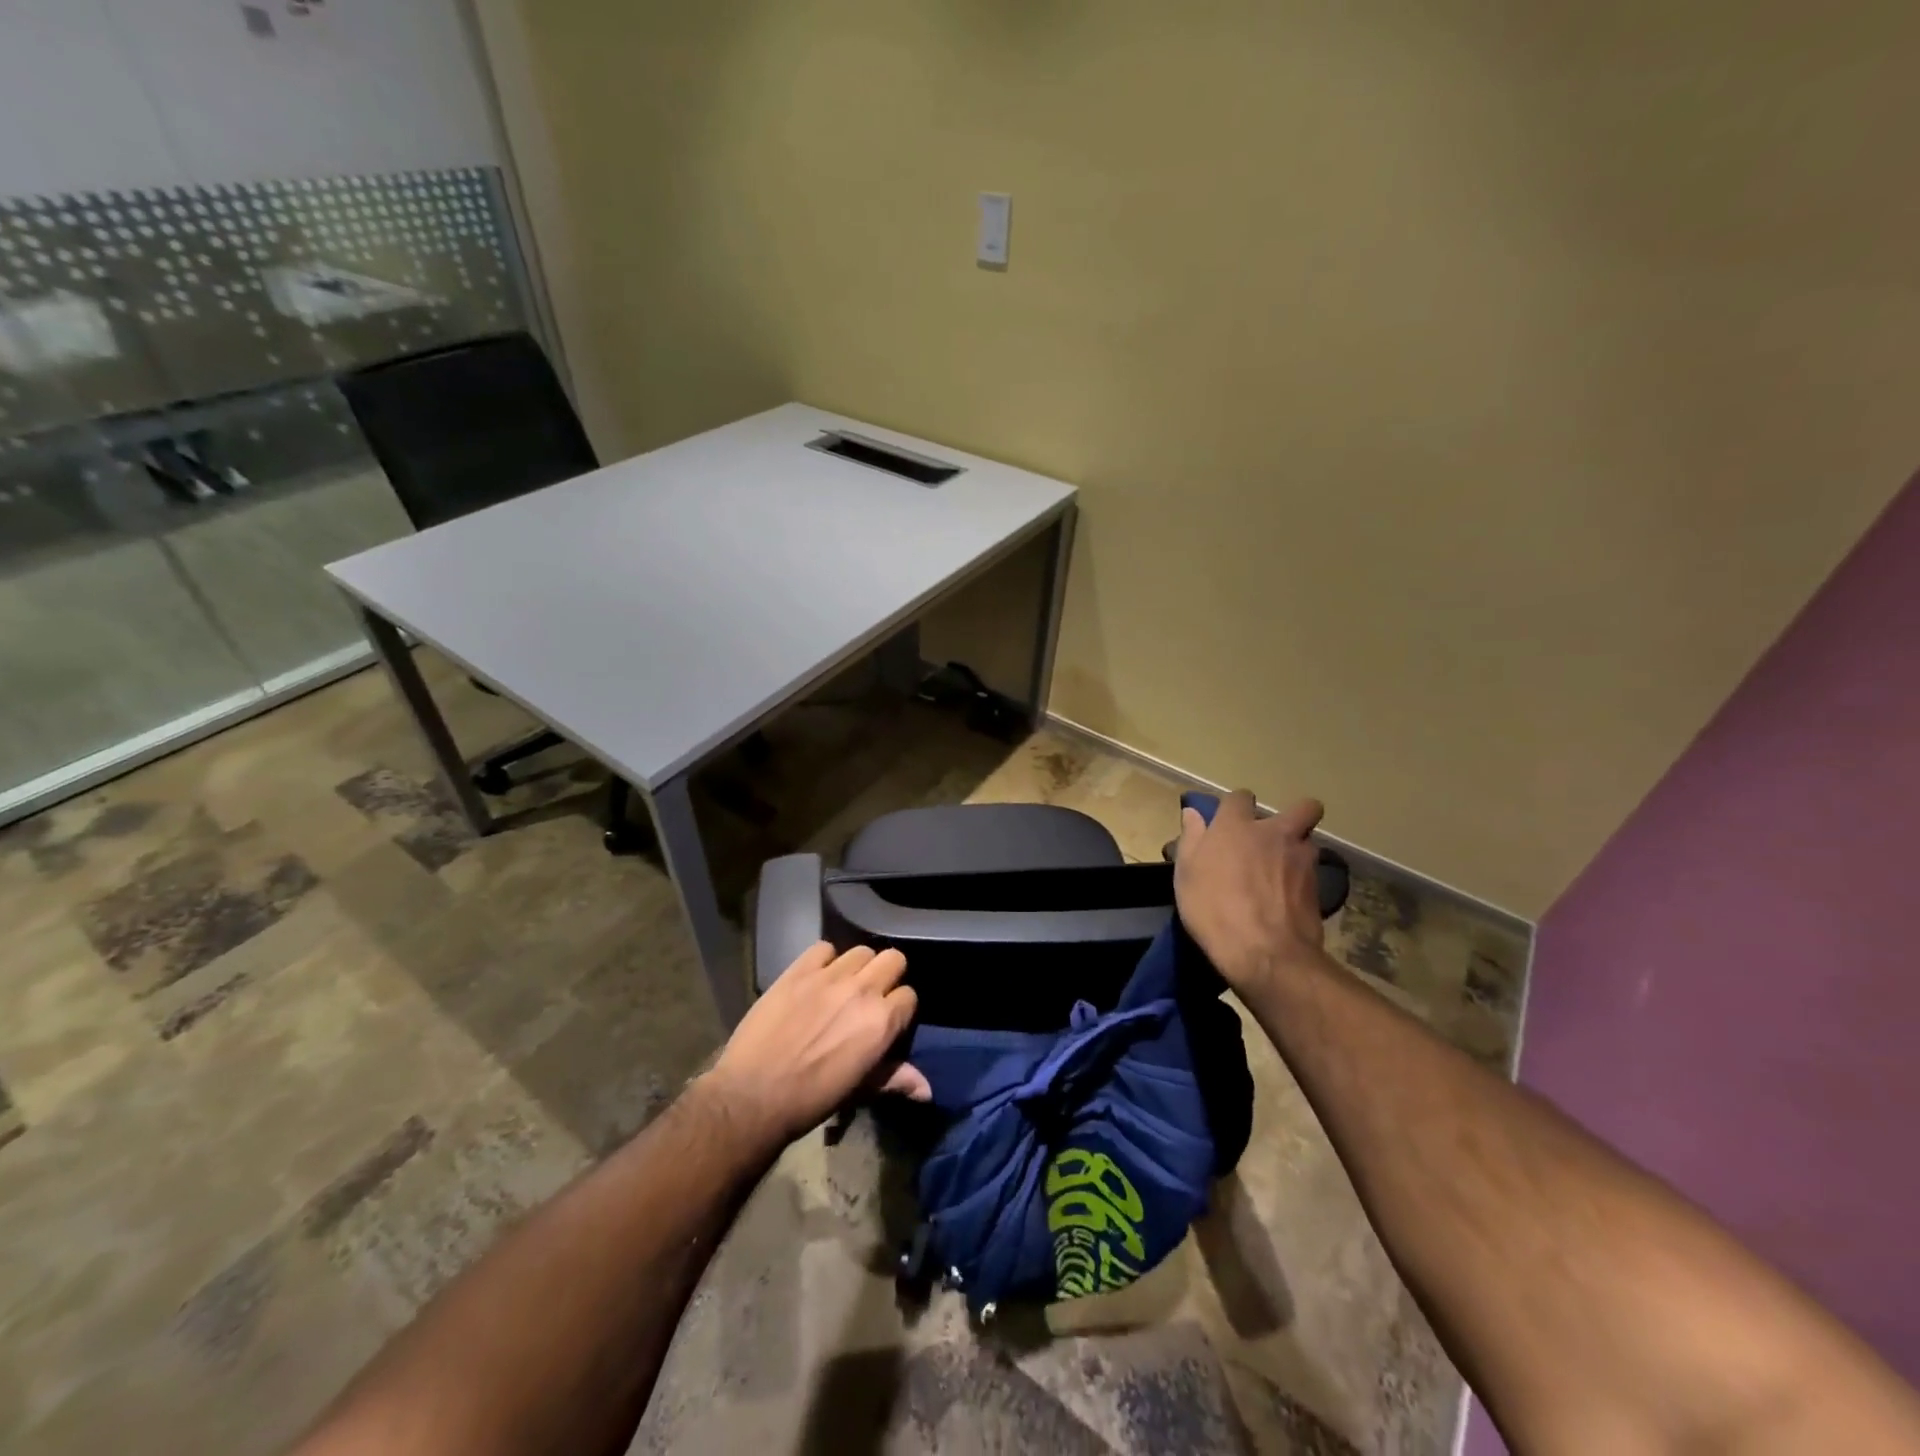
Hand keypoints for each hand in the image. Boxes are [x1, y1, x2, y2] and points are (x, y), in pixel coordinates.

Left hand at [702, 943, 930, 1149]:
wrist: (753, 1096)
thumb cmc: (812, 1099)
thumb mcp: (860, 1091)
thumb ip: (896, 1079)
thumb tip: (927, 1089)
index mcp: (882, 1021)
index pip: (909, 996)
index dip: (900, 1008)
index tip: (888, 1020)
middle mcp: (862, 990)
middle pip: (893, 959)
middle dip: (887, 975)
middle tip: (870, 996)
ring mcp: (829, 976)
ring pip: (861, 951)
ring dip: (857, 967)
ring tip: (843, 986)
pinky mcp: (799, 970)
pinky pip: (823, 948)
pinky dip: (824, 960)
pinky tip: (816, 978)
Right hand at [1174, 791, 1327, 992]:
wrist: (1265, 953)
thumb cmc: (1213, 909)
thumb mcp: (1186, 874)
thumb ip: (1192, 838)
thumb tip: (1193, 813)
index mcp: (1236, 827)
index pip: (1240, 797)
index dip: (1235, 807)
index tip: (1228, 823)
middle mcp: (1275, 834)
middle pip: (1303, 808)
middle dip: (1295, 816)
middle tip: (1275, 839)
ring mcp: (1302, 859)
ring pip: (1309, 841)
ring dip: (1298, 850)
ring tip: (1282, 873)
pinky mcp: (1319, 887)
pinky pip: (1312, 872)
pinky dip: (1302, 880)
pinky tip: (1288, 898)